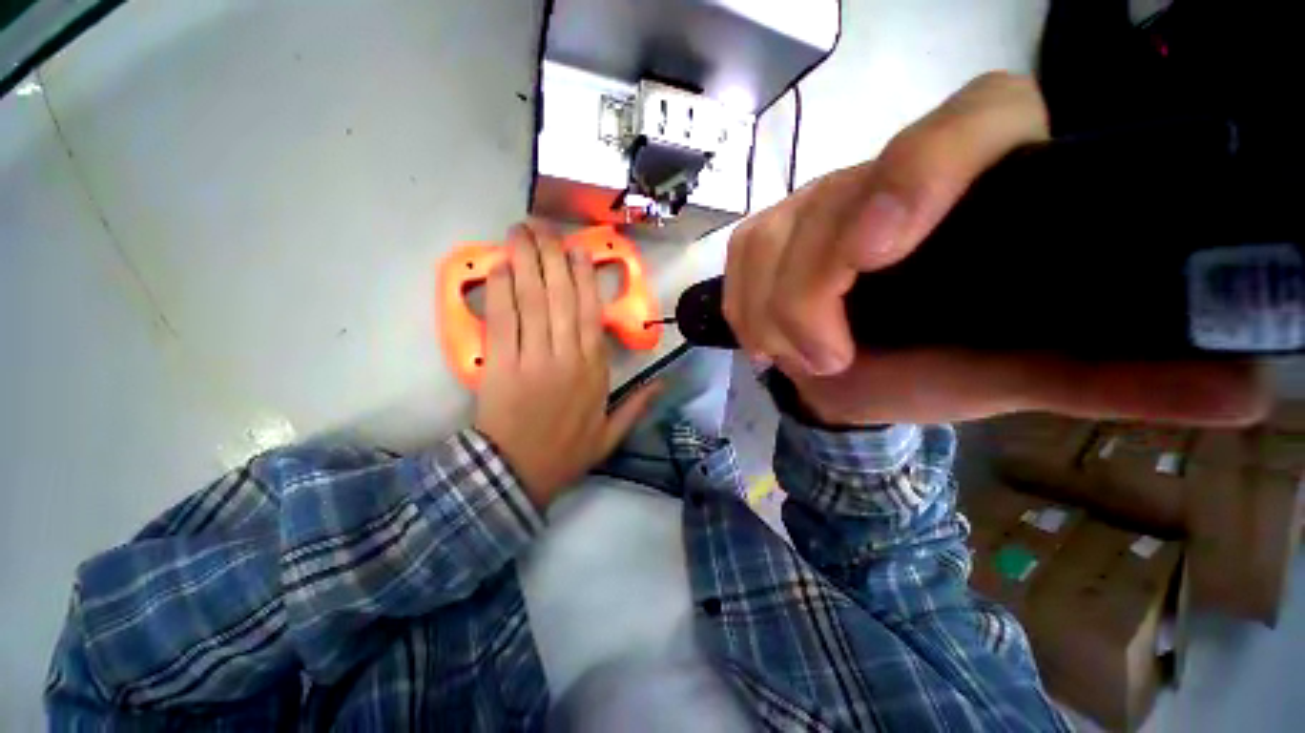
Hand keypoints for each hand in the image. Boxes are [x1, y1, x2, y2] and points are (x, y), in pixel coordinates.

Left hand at [474, 221, 658, 507]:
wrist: (518, 474)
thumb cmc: (567, 451)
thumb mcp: (612, 434)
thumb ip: (640, 405)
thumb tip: (666, 382)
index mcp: (594, 369)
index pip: (590, 312)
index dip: (583, 277)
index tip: (577, 251)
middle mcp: (567, 356)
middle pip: (560, 297)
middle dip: (551, 257)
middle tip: (542, 226)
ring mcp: (533, 358)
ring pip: (532, 300)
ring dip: (526, 262)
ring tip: (520, 231)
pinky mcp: (501, 363)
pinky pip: (503, 319)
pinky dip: (501, 289)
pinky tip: (500, 265)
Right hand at [724, 72, 1268, 426]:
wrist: (855, 372)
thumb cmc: (933, 368)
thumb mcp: (1022, 369)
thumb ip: (1117, 373)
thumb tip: (1242, 390)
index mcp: (975, 183)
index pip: (966, 121)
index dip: (919, 172)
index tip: (877, 253)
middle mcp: (885, 176)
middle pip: (832, 206)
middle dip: (811, 294)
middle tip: (828, 359)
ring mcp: (813, 202)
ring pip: (770, 238)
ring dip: (772, 311)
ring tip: (797, 359)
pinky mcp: (767, 232)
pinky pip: (740, 256)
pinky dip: (743, 304)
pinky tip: (762, 339)